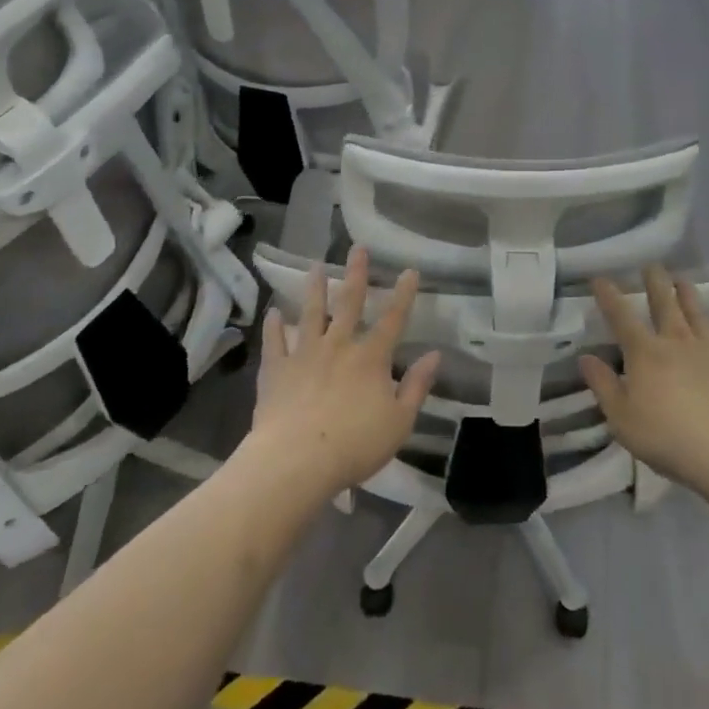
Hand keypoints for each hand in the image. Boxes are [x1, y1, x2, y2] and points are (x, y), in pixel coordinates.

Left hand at [245, 246, 439, 497]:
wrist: (297, 459)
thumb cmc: (354, 444)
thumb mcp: (399, 421)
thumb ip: (416, 386)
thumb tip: (435, 355)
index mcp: (371, 358)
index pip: (393, 319)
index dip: (403, 294)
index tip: (409, 270)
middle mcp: (338, 346)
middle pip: (349, 303)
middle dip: (356, 274)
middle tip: (357, 248)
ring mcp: (305, 354)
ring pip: (311, 313)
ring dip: (314, 289)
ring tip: (315, 266)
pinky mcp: (277, 369)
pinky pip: (275, 342)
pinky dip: (274, 326)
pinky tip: (273, 312)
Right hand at [581, 266, 708, 497]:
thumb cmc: (668, 437)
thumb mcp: (621, 418)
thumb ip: (603, 385)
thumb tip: (586, 357)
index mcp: (645, 352)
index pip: (621, 316)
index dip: (609, 296)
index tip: (600, 279)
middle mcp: (677, 341)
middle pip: (664, 304)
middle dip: (655, 282)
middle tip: (651, 266)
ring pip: (697, 313)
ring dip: (687, 294)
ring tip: (682, 280)